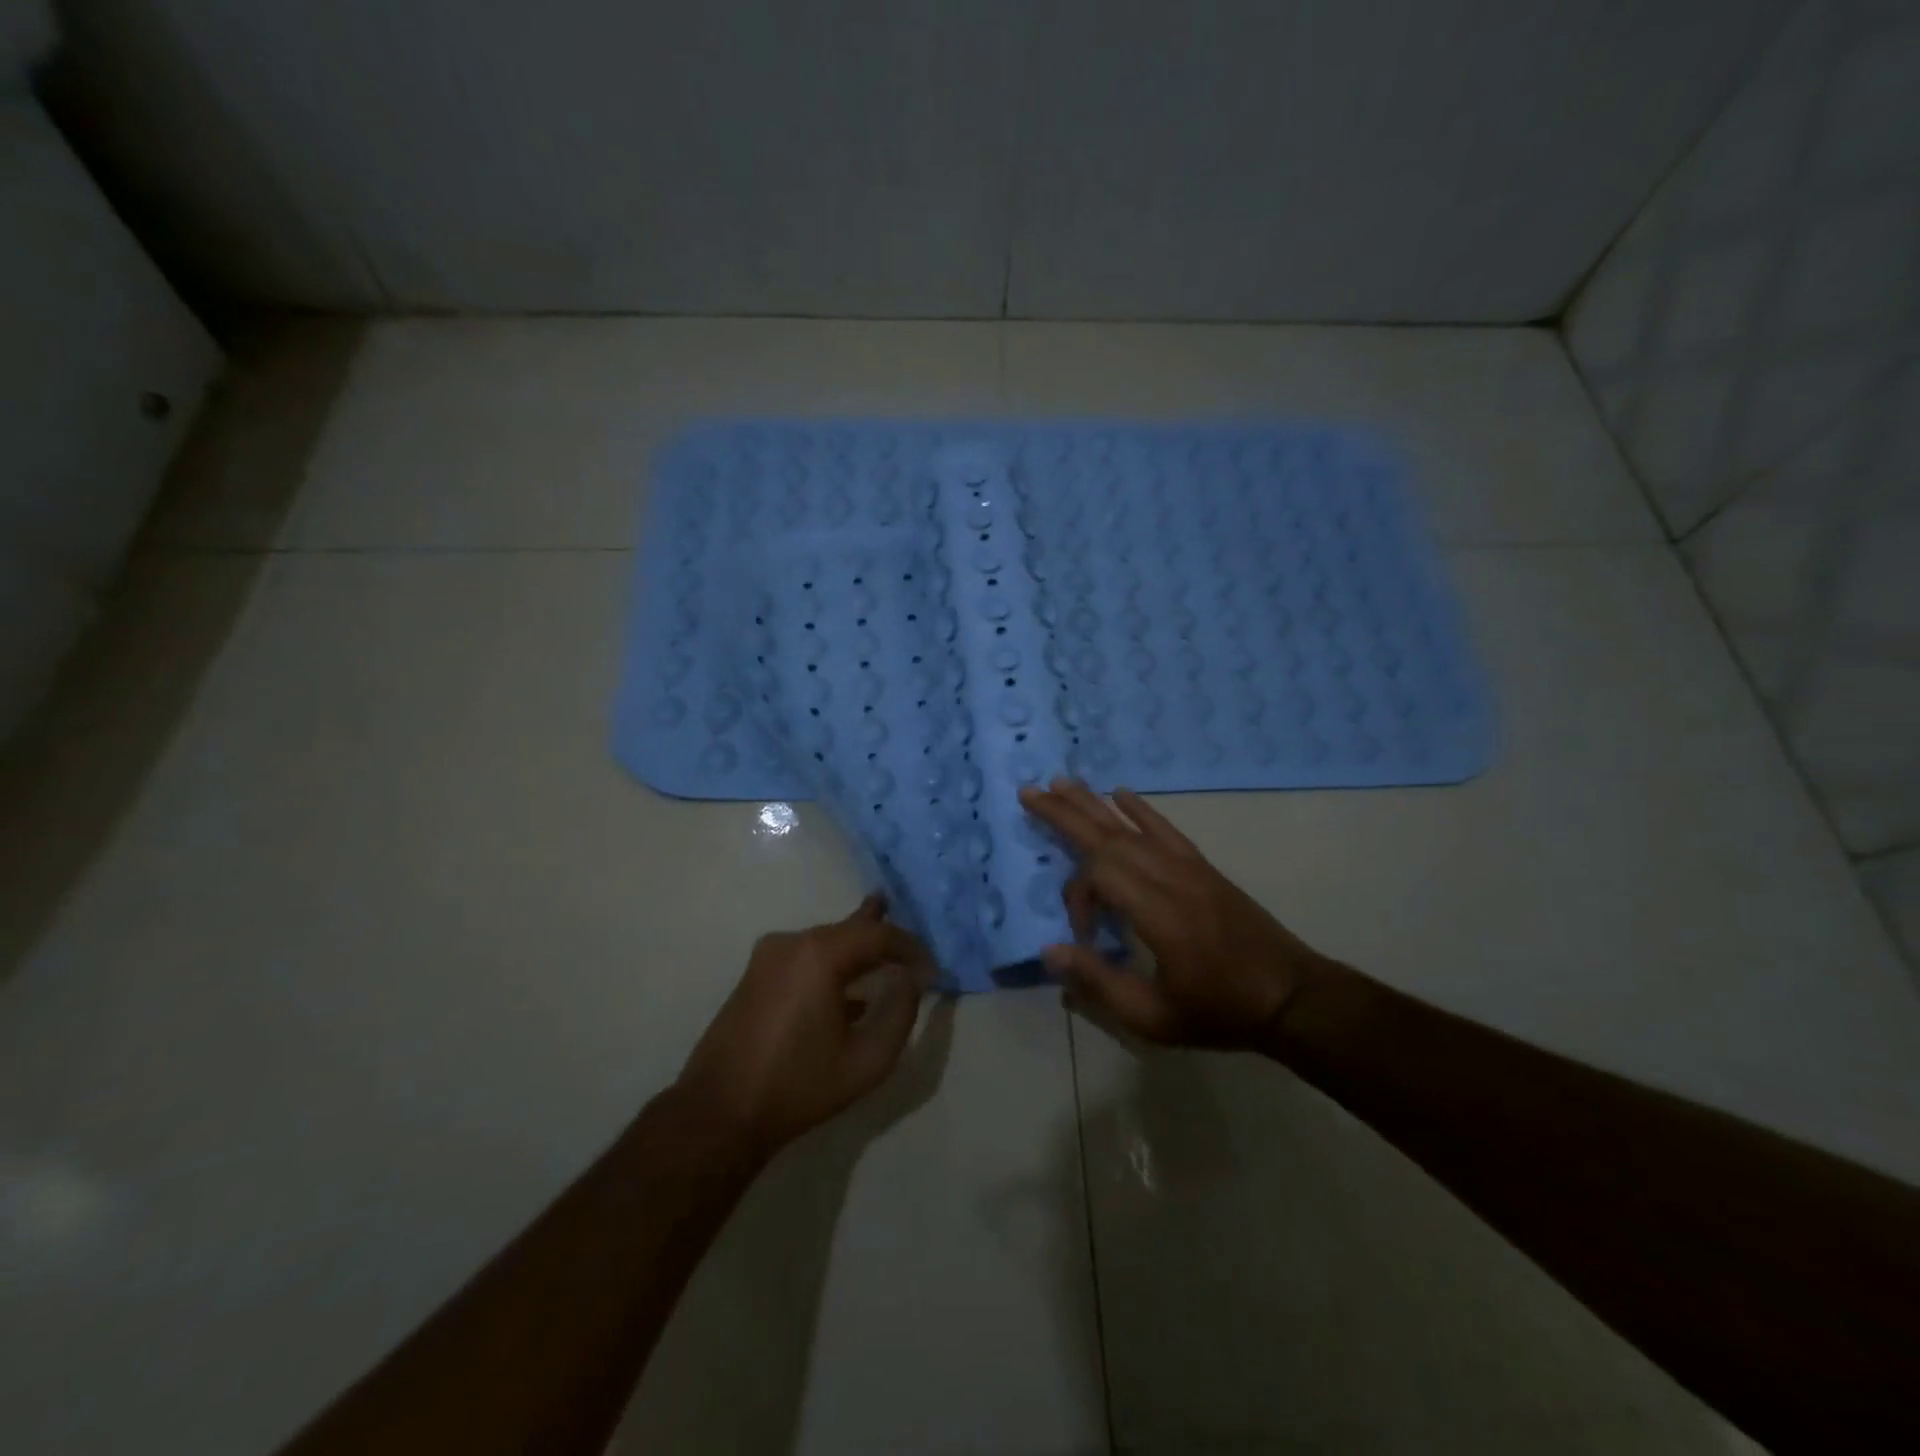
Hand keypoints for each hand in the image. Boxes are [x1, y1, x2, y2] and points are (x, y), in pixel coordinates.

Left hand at [675, 896, 934, 1161]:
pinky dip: (831, 963)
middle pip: (848, 929)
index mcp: (820, 954)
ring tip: (881, 947)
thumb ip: (899, 1014)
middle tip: (905, 921)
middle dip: (880, 931)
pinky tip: (846, 985)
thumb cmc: (799, 1086)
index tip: (931, 969)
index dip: (910, 947)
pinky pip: (805, 957)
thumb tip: (911, 981)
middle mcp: (793, 942)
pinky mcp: (755, 975)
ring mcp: (768, 956)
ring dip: (855, 948)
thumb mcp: (867, 1060)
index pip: (878, 935)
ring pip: (825, 941)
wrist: (720, 1112)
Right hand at [1019, 779, 1330, 1049]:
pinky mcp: (1202, 867)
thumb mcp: (1154, 1018)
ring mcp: (1189, 867)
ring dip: (1093, 803)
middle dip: (1065, 813)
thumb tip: (1050, 951)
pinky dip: (1140, 809)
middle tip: (1029, 791)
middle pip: (1108, 836)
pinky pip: (1164, 829)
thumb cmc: (1220, 1011)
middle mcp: (1170, 878)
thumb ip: (1099, 983)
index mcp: (1159, 913)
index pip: (1100, 875)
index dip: (1078, 897)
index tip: (1084, 937)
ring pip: (1131, 826)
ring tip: (1061, 782)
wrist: (1291, 997)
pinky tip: (1121, 792)